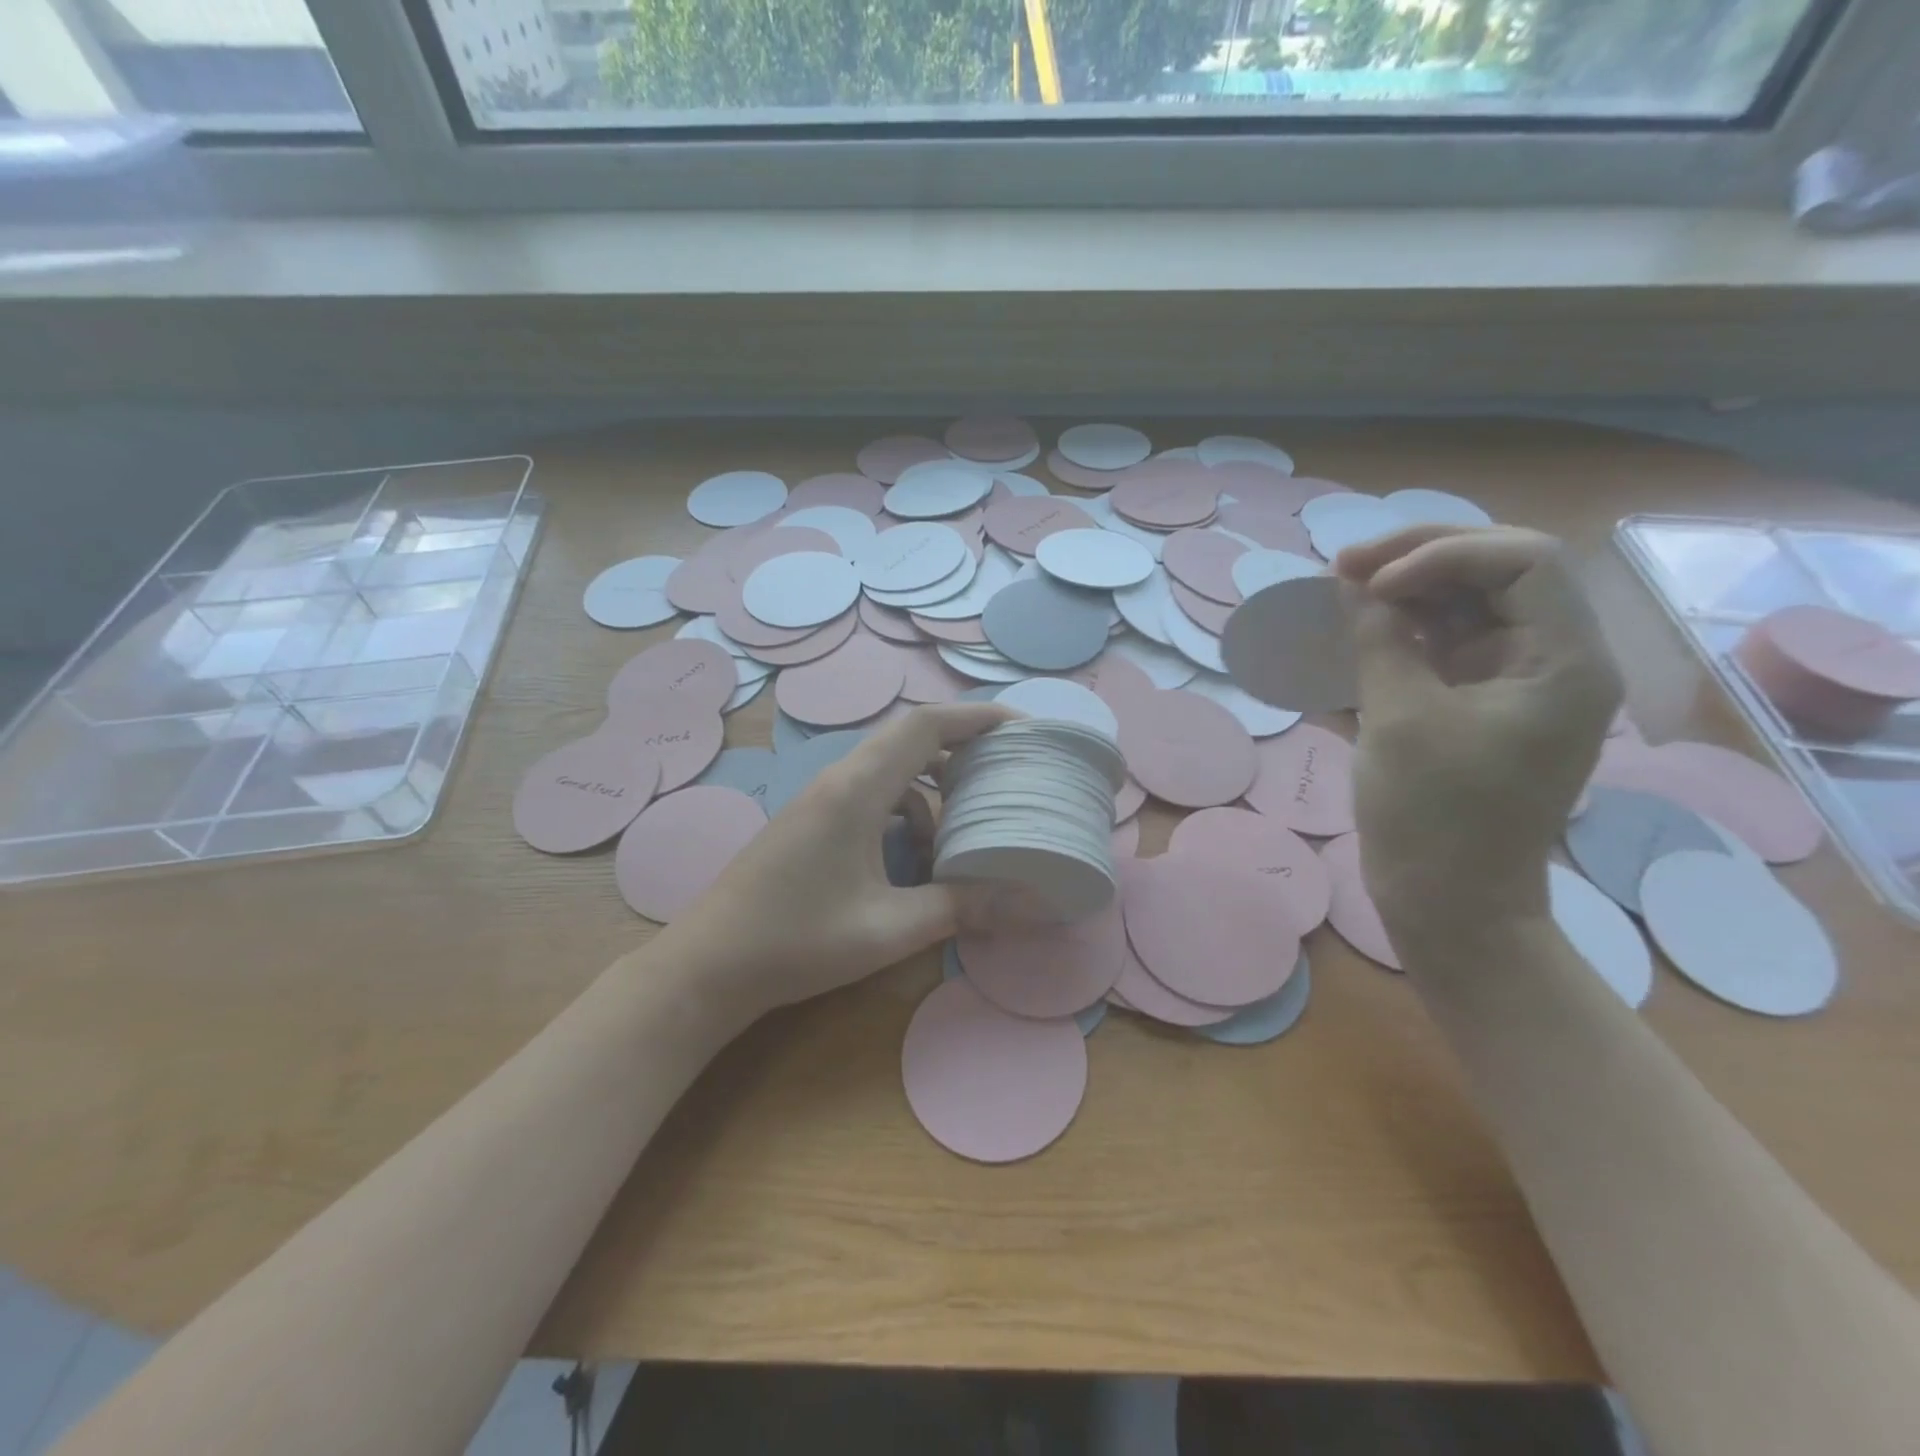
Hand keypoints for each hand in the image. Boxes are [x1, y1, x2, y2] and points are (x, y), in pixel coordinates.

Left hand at [655, 702, 1013, 1018]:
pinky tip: (918, 862)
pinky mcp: (813, 822)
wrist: (707, 966)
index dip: (979, 717)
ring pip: (892, 771)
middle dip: (964, 748)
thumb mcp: (889, 928)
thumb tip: (1032, 903)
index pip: (927, 725)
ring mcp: (822, 800)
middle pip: (911, 739)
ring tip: (970, 825)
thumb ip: (962, 907)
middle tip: (1009, 772)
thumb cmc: (797, 941)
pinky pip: (873, 798)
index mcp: (857, 789)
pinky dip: (906, 816)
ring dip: (934, 789)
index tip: (1025, 729)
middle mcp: (839, 780)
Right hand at [1335, 526, 1621, 937]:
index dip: (1443, 553)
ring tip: (1343, 587)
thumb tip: (1356, 585)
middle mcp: (1553, 661)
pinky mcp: (1481, 705)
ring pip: (1469, 604)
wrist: (1450, 902)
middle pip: (1498, 572)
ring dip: (1408, 588)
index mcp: (1563, 662)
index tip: (1371, 584)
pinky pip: (1448, 643)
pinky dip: (1406, 627)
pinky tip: (1361, 624)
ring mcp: (1516, 683)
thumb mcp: (1399, 719)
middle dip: (1421, 558)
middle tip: (1345, 564)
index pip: (1523, 561)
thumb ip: (1381, 640)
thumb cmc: (1433, 816)